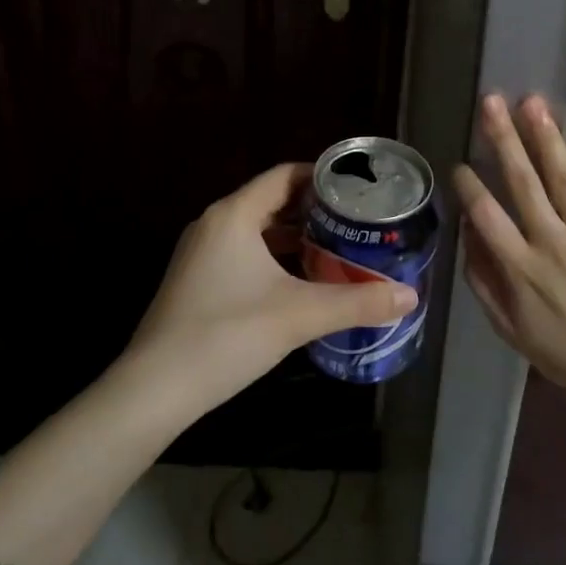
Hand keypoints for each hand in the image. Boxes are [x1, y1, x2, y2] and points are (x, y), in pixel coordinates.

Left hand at [123, 163, 417, 421]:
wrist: (155, 388)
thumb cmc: (227, 335)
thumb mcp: (299, 315)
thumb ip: (357, 302)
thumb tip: (410, 297)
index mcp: (234, 215)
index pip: (284, 175)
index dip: (322, 176)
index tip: (358, 189)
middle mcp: (214, 223)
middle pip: (270, 200)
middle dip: (313, 209)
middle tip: (355, 220)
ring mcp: (200, 253)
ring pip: (255, 229)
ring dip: (293, 235)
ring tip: (336, 246)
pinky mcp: (195, 280)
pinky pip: (241, 251)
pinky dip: (272, 256)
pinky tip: (298, 280)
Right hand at [451, 94, 565, 399]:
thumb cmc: (561, 348)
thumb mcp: (507, 325)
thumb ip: (482, 279)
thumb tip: (466, 232)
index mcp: (520, 267)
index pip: (487, 215)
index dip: (469, 186)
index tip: (459, 163)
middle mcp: (552, 242)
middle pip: (522, 183)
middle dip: (503, 140)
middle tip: (490, 102)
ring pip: (564, 177)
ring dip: (546, 137)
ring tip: (531, 102)